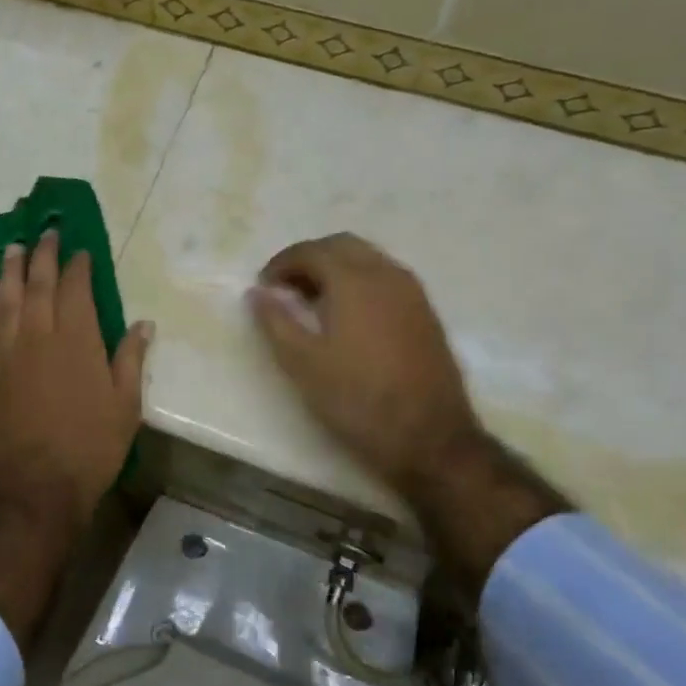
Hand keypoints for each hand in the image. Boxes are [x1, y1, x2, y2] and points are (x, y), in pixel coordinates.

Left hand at [0, 233, 152, 547]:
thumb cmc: (90, 448)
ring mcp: (6, 353)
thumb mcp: (125, 405)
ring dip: (9, 271)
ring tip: (12, 248)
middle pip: (38, 284)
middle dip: (42, 255)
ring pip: (6, 300)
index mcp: (77, 339)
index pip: (76, 288)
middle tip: (44, 233)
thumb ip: (131, 358)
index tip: (81, 250)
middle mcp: (38, 335)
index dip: (78, 265)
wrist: (35, 489)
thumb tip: (143, 322)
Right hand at [248, 233, 565, 599]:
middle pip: (342, 245)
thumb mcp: (303, 363)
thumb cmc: (357, 399)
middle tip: (286, 289)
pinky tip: (348, 317)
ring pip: (368, 259)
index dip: (281, 263)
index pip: (311, 251)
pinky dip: (360, 282)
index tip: (264, 287)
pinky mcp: (426, 313)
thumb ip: (275, 321)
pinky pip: (386, 279)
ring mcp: (412, 293)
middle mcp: (386, 275)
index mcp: (354, 280)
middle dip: (309, 259)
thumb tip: (256, 293)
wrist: (429, 439)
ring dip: (336, 269)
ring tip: (313, 303)